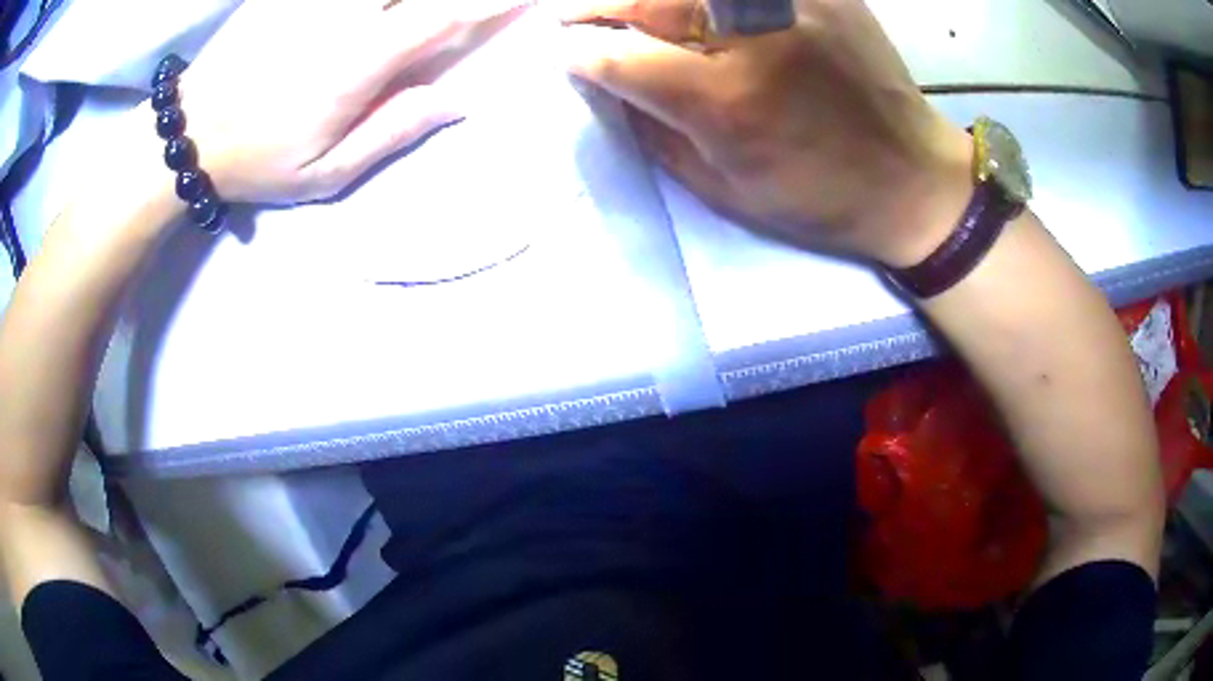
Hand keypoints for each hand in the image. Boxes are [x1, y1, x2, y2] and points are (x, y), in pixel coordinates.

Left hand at [177, 0, 525, 204]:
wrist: (188, 132)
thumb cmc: (258, 160)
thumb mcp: (326, 172)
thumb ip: (392, 131)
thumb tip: (454, 101)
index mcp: (357, 63)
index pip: (442, 15)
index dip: (490, 1)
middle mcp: (342, 15)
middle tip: (479, 5)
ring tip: (423, 12)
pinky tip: (379, 8)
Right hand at [561, 0, 973, 266]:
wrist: (912, 181)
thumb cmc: (819, 200)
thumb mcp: (727, 190)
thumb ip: (658, 133)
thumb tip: (610, 89)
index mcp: (724, 102)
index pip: (620, 58)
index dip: (582, 54)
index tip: (565, 55)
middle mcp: (751, 40)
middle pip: (646, 0)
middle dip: (596, 6)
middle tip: (572, 16)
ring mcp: (790, 6)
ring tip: (625, 8)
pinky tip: (694, 9)